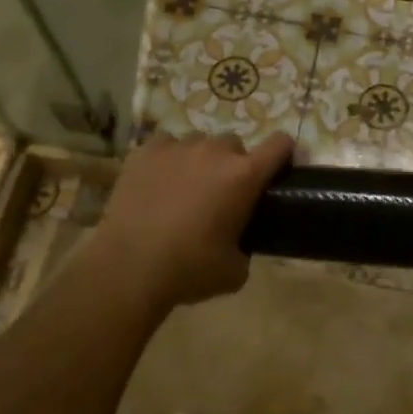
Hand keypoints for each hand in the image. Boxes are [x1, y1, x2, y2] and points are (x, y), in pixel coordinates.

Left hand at [90, 131, 293, 316]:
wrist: (129, 268)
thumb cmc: (189, 270)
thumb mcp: (235, 270)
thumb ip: (246, 245)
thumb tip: (239, 241)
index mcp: (244, 176)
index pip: (280, 144)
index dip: (283, 154)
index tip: (278, 170)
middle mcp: (215, 151)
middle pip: (235, 144)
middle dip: (233, 165)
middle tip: (220, 194)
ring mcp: (178, 147)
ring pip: (199, 143)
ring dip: (200, 161)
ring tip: (184, 189)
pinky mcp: (145, 151)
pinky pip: (166, 146)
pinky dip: (168, 160)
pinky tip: (157, 185)